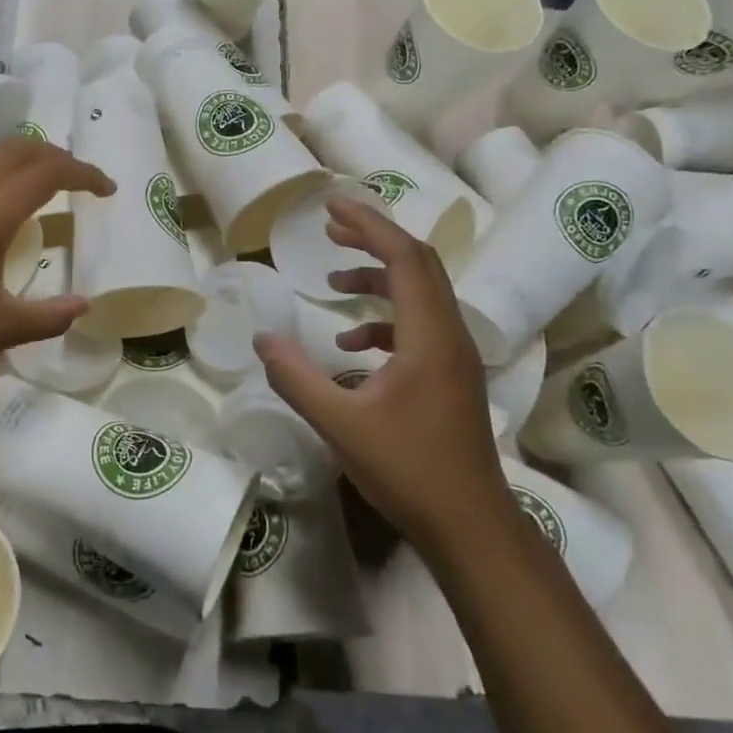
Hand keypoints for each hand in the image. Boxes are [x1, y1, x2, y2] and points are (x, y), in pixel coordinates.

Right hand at [254, 196, 505, 547]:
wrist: (471, 525)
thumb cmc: (408, 471)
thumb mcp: (340, 424)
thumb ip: (296, 378)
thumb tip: (261, 339)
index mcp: (429, 336)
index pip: (404, 258)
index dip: (369, 225)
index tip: (331, 207)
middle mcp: (449, 335)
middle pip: (418, 264)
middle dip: (373, 239)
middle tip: (330, 226)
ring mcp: (455, 356)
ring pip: (420, 294)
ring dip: (377, 279)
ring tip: (331, 283)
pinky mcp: (450, 376)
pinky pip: (418, 326)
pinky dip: (383, 320)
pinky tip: (350, 343)